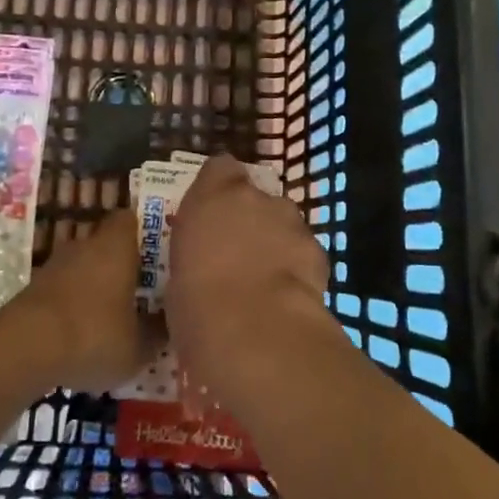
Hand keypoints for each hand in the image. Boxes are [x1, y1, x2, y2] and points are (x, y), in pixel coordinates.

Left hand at [12, 209, 165, 393]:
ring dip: (97, 286)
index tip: (159, 253)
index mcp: (116, 245)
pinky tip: (85, 333)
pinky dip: (75, 305)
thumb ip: (157, 333)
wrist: (23, 349)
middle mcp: (85, 245)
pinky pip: (64, 289)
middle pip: (107, 244)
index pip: (130, 219)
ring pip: (84, 267)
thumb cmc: (93, 335)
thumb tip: (169, 325)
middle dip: (122, 264)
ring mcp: (55, 265)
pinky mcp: (34, 289)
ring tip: (115, 316)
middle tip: (143, 289)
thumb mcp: (138, 346)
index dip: (144, 232)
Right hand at [164, 155, 337, 416]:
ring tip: (264, 280)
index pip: (219, 167)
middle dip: (249, 218)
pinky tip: (287, 297)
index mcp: (212, 196)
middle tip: (235, 254)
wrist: (256, 331)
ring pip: (283, 223)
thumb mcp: (178, 273)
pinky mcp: (319, 251)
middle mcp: (256, 198)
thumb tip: (203, 265)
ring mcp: (292, 222)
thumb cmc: (197, 303)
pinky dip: (297, 267)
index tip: (211, 211)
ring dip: (274, 241)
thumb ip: (196, 253)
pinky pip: (304, 252)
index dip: (217, 186)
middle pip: (255, 197)